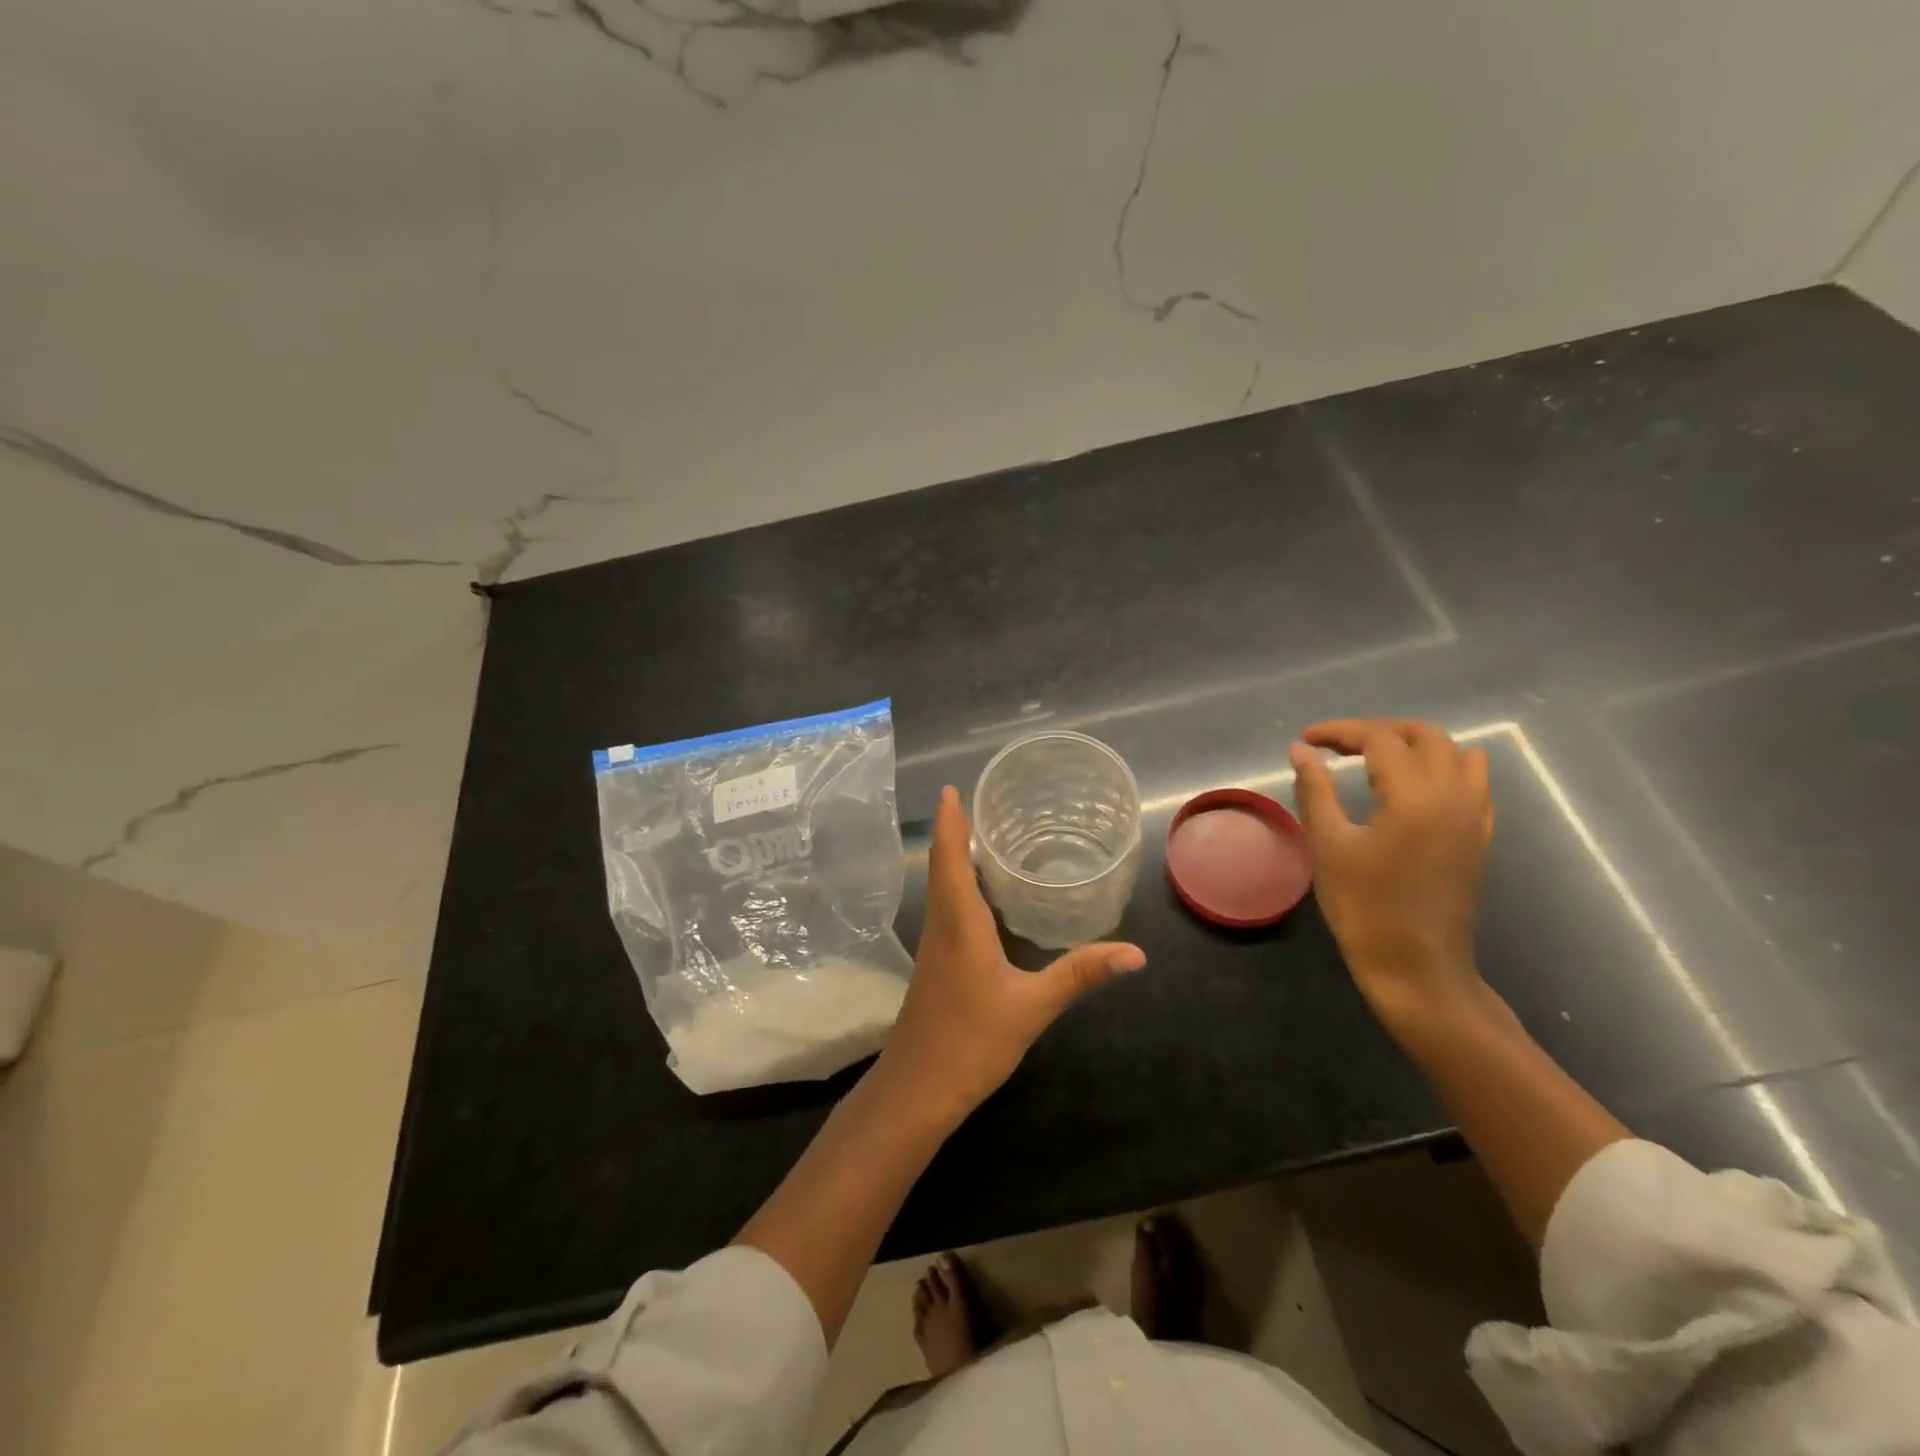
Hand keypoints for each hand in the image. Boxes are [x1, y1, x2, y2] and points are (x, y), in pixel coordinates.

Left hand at [876, 785, 1146, 1122]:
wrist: (917, 1088)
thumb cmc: (971, 1041)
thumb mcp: (1032, 1006)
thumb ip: (1080, 975)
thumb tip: (1135, 952)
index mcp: (959, 922)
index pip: (951, 858)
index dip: (951, 823)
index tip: (951, 789)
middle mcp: (941, 925)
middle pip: (943, 866)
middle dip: (955, 832)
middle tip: (977, 804)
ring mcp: (934, 946)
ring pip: (941, 888)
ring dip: (954, 858)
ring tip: (980, 836)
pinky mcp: (935, 965)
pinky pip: (945, 909)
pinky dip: (957, 886)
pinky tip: (979, 896)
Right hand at [1289, 719, 1492, 1022]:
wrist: (1416, 965)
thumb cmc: (1364, 907)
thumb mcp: (1328, 845)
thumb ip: (1315, 789)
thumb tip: (1301, 751)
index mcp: (1415, 796)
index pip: (1380, 739)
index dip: (1340, 732)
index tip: (1306, 740)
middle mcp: (1454, 795)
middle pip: (1424, 736)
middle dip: (1378, 731)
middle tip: (1337, 746)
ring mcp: (1474, 816)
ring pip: (1456, 753)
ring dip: (1415, 745)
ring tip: (1376, 759)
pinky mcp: (1479, 836)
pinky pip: (1473, 782)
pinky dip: (1443, 768)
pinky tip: (1413, 787)